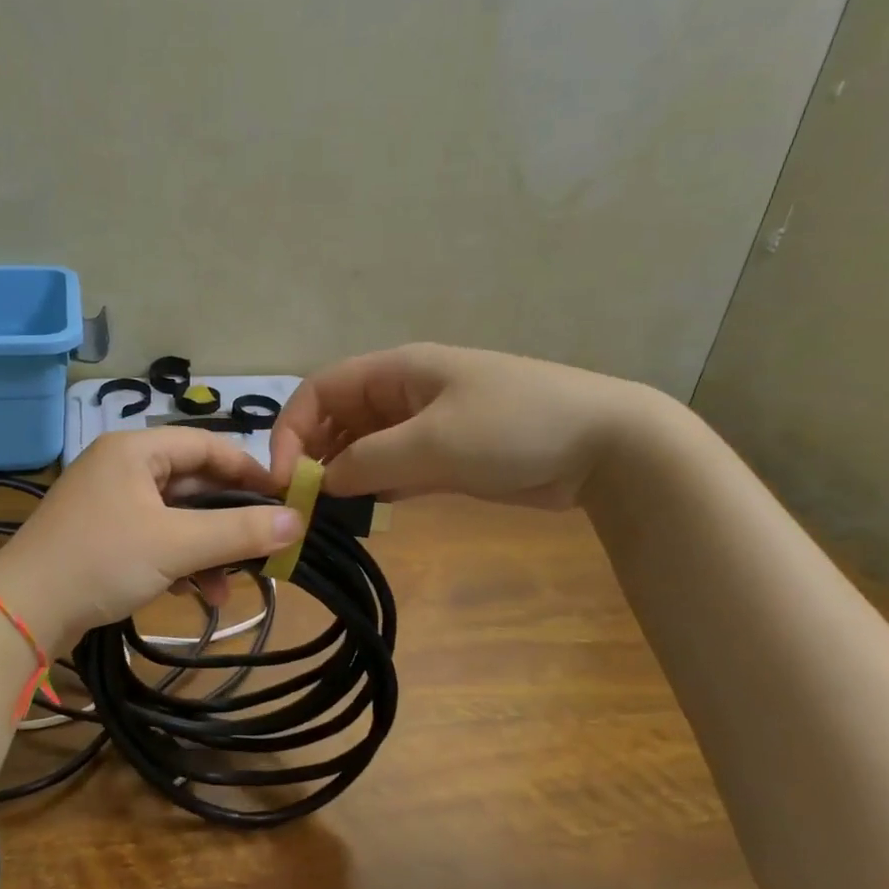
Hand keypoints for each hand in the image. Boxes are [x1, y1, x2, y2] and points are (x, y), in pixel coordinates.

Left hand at [0, 430, 302, 653]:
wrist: (21, 613)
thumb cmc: (101, 561)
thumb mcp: (177, 545)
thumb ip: (239, 531)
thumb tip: (297, 521)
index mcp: (135, 450)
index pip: (207, 444)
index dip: (249, 469)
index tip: (284, 498)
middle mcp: (122, 467)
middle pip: (193, 483)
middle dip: (228, 520)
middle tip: (263, 546)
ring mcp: (109, 503)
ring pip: (176, 516)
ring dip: (206, 549)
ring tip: (227, 589)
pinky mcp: (102, 536)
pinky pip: (155, 538)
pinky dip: (179, 561)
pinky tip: (197, 596)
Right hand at [269, 342, 664, 509]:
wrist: (605, 447)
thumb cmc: (513, 427)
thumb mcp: (432, 442)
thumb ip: (367, 461)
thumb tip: (321, 482)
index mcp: (396, 372)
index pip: (321, 390)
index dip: (292, 428)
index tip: (284, 477)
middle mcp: (404, 395)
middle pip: (338, 419)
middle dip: (313, 456)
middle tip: (302, 505)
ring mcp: (426, 427)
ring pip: (363, 448)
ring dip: (342, 476)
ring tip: (326, 516)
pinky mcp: (446, 458)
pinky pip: (393, 469)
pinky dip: (374, 489)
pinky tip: (364, 514)